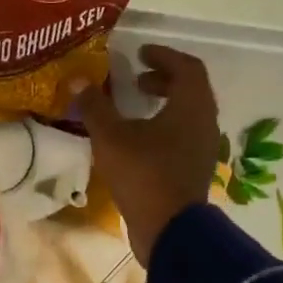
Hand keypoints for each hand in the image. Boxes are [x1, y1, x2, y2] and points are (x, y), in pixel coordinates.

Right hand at [75, 43, 222, 266]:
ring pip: (187, 114)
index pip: (186, 67)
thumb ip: (95, 106)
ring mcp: (202, 148)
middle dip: (163, 79)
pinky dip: (164, 127)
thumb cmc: (144, 174)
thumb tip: (78, 80)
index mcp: (191, 106)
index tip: (140, 53)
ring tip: (134, 108)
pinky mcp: (194, 170)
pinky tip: (138, 140)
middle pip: (190, 90)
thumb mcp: (111, 137)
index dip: (163, 55)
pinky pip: (182, 136)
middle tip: (136, 79)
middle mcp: (204, 122)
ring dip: (164, 105)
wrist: (170, 229)